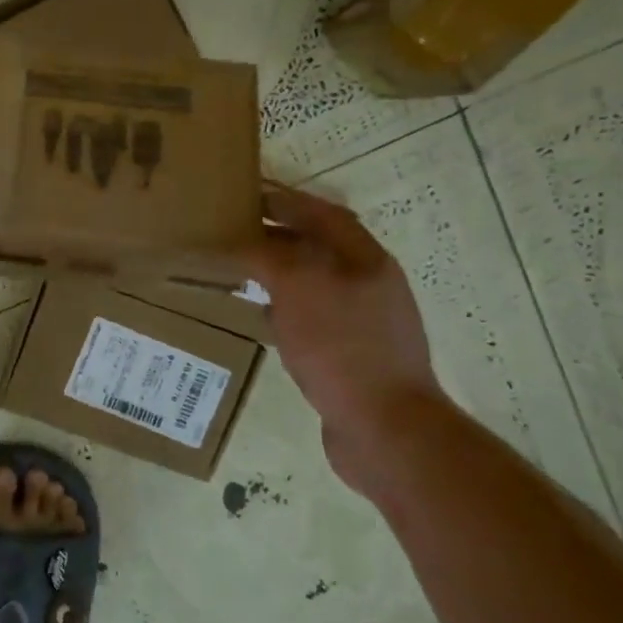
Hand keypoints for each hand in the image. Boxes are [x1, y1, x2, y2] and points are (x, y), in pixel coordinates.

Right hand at [249, 184, 444, 486]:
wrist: (385, 428)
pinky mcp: (352, 353)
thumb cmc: (341, 346)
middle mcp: (368, 283)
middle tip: (236, 230)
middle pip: (320, 245)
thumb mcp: (298, 287)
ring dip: (281, 270)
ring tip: (242, 268)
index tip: (247, 194)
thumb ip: (267, 255)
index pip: (322, 214)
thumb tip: (240, 242)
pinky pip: (313, 316)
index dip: (285, 200)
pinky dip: (285, 307)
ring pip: (315, 281)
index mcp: (364, 258)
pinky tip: (262, 316)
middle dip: (280, 233)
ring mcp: (364, 321)